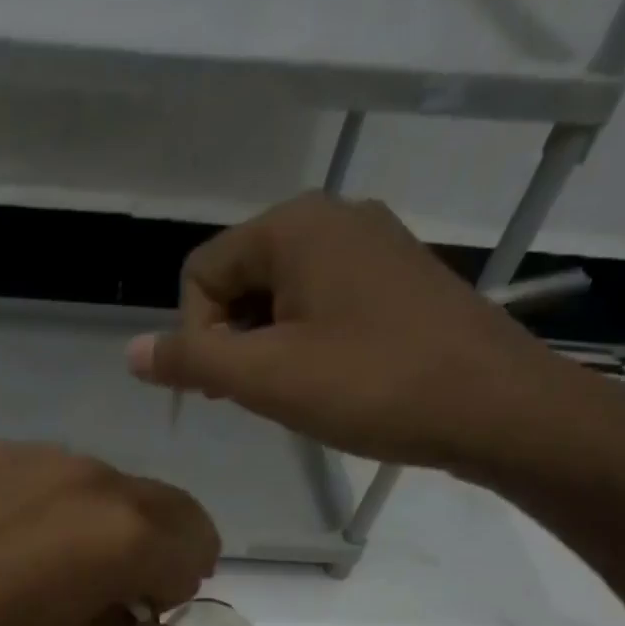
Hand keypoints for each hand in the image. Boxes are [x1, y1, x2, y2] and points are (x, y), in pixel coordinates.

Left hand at [0, 443, 220, 625]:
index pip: (198, 552)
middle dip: (165, 549)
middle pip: (171, 507)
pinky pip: (63, 476)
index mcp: (129, 537)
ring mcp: (52, 457)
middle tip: (119, 590)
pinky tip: (17, 540)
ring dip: (115, 525)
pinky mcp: (7, 449)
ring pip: (117, 488)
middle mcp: (103, 481)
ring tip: (59, 567)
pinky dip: (67, 506)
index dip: (180, 590)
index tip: (143, 614)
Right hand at [125, 193, 591, 476]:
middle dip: (232, 340)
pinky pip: (323, 303)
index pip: (201, 273)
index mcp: (295, 226)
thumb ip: (191, 360)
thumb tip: (130, 351)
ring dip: (267, 347)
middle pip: (240, 279)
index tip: (229, 387)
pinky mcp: (398, 278)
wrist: (494, 406)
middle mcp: (333, 218)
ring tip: (295, 393)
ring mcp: (373, 245)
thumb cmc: (371, 386)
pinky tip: (329, 381)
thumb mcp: (266, 378)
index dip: (197, 336)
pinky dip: (306, 341)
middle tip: (257, 395)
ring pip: (280, 295)